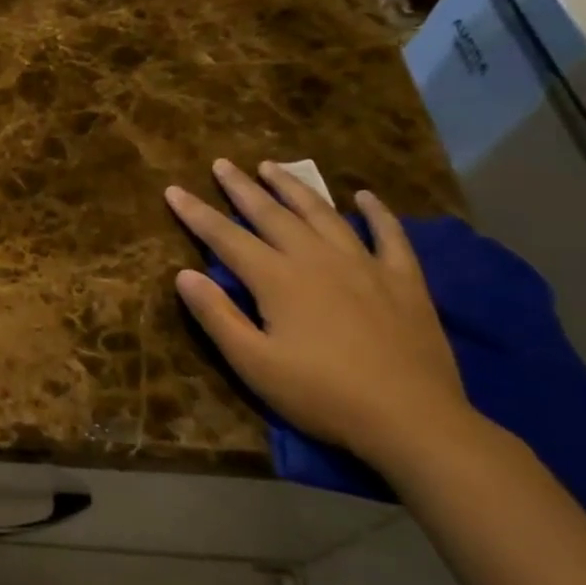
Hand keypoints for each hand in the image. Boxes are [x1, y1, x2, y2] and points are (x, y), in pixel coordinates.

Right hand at [165, 159, 476, 472]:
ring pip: (322, 214)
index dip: (196, 213)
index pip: (225, 237)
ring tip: (273, 166)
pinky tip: (365, 197)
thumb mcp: (254, 364)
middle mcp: (317, 259)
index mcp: (277, 279)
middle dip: (242, 188)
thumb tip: (184, 275)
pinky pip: (389, 235)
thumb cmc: (322, 395)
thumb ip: (217, 316)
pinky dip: (376, 213)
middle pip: (272, 214)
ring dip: (294, 188)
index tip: (173, 190)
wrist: (412, 420)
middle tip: (222, 164)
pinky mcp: (403, 280)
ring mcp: (364, 265)